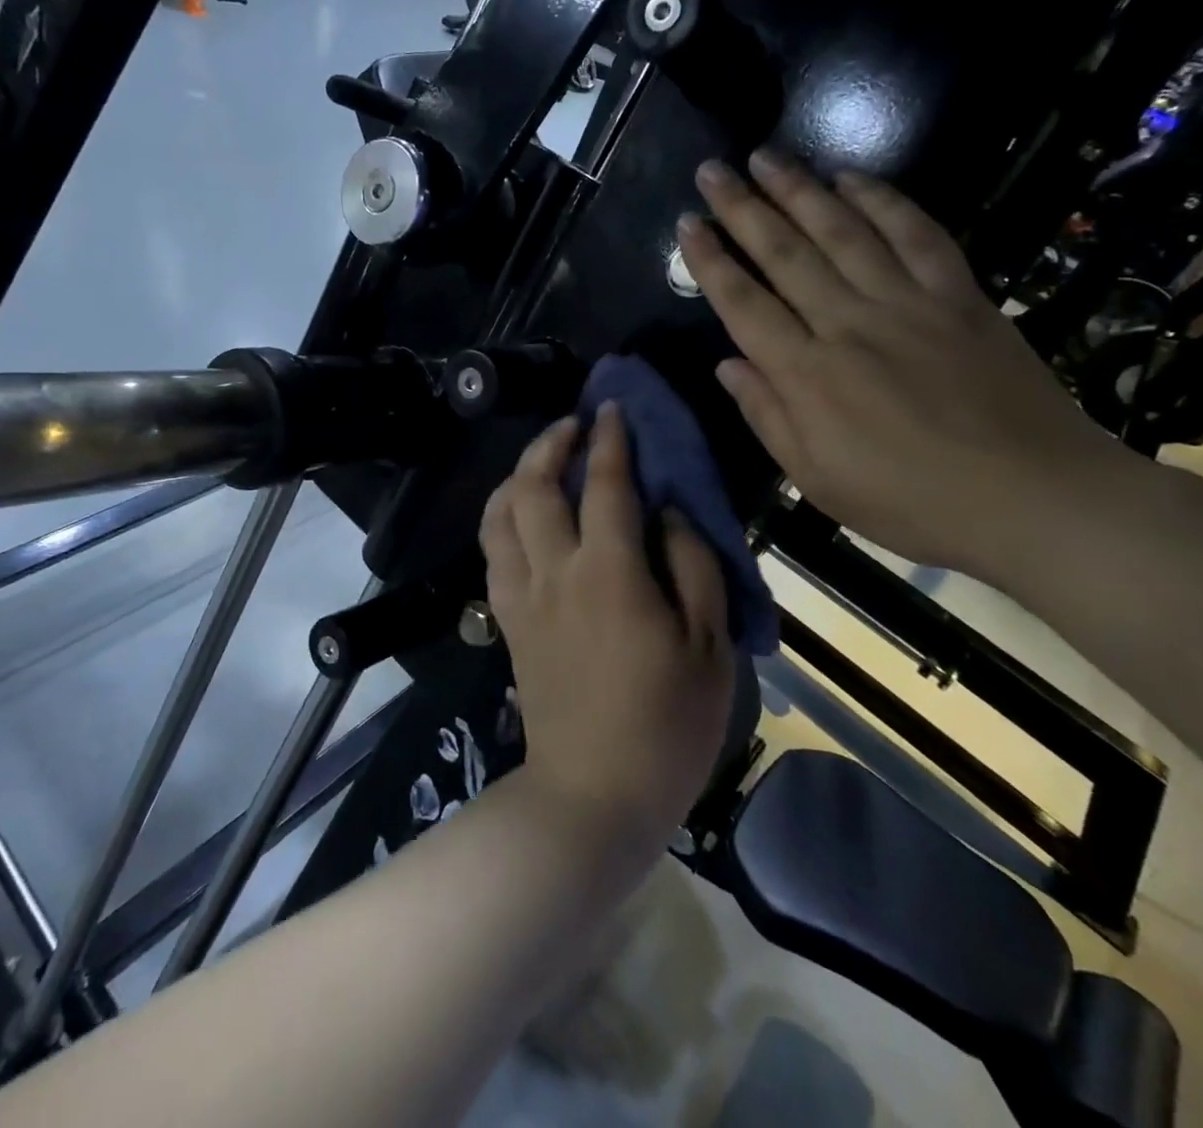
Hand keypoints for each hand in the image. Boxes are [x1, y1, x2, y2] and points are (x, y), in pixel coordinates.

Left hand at [480, 405, 735, 846]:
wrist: (594, 793)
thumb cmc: (666, 724)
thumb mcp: (709, 647)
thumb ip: (692, 567)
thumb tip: (669, 511)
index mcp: (609, 572)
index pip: (605, 485)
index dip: (609, 440)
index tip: (610, 409)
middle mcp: (555, 571)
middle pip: (534, 487)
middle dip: (550, 444)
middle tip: (572, 425)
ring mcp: (522, 596)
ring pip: (500, 515)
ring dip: (517, 476)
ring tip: (541, 463)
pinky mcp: (507, 622)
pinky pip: (492, 553)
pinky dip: (502, 519)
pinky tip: (522, 517)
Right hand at [677, 151, 1143, 583]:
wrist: (1034, 498)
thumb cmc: (910, 502)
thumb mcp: (817, 481)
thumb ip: (768, 417)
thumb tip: (727, 366)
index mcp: (807, 376)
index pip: (744, 304)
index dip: (710, 262)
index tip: (686, 224)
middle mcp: (849, 324)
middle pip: (785, 254)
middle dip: (742, 208)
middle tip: (713, 170)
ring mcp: (908, 303)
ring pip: (843, 232)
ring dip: (800, 190)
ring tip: (767, 157)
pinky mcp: (960, 296)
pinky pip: (916, 235)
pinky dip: (883, 201)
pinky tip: (854, 178)